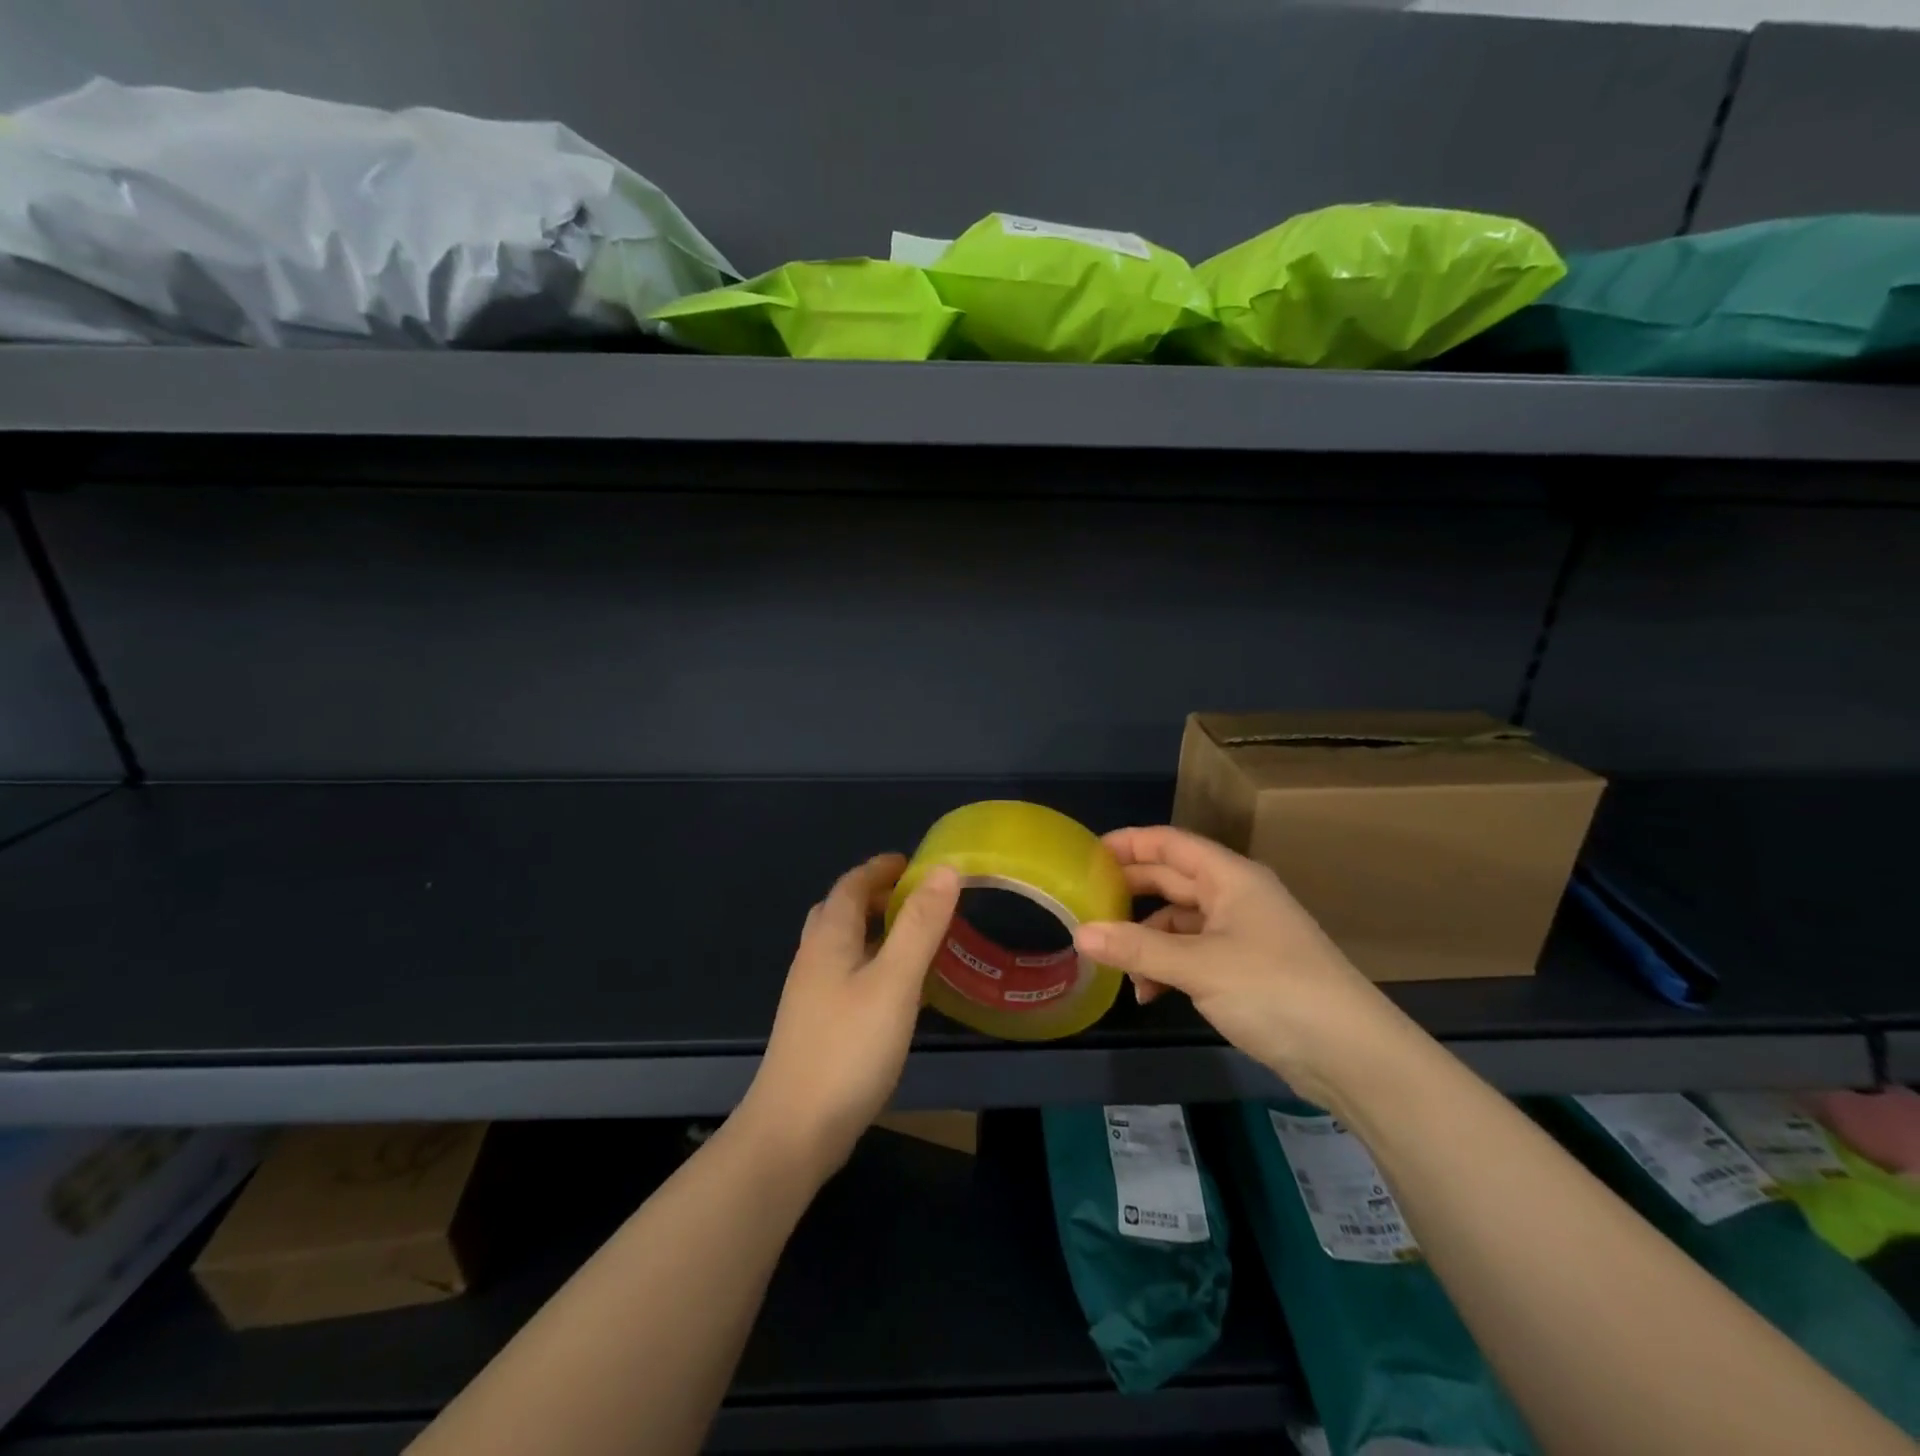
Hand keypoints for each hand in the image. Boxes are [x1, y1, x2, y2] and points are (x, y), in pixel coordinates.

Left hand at [737, 853, 960, 1178]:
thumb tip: (944, 870)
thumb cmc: (847, 1049)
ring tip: (915, 938)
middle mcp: (814, 959)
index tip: (914, 862)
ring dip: (876, 931)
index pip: (851, 885)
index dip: (881, 868)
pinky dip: (874, 964)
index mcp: (829, 939)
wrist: (793, 1132)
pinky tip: (898, 991)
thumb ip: (919, 926)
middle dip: (876, 896)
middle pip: (841, 911)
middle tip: (918, 898)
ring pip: (844, 946)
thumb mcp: (894, 982)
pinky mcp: (818, 1026)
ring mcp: (812, 996)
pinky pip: (849, 976)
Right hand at [1074, 826, 1399, 1107]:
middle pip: (1172, 880)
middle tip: (1085, 903)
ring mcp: (1242, 934)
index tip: (1086, 854)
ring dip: (1146, 940)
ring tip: (1114, 964)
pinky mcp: (1245, 969)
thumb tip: (1080, 934)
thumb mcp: (1199, 967)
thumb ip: (1137, 948)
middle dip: (1130, 892)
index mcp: (1230, 878)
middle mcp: (1235, 897)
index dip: (1129, 843)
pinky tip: (1150, 994)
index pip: (1170, 843)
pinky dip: (1167, 967)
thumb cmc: (1274, 990)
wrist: (1353, 1055)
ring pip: (1179, 922)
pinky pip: (1193, 954)